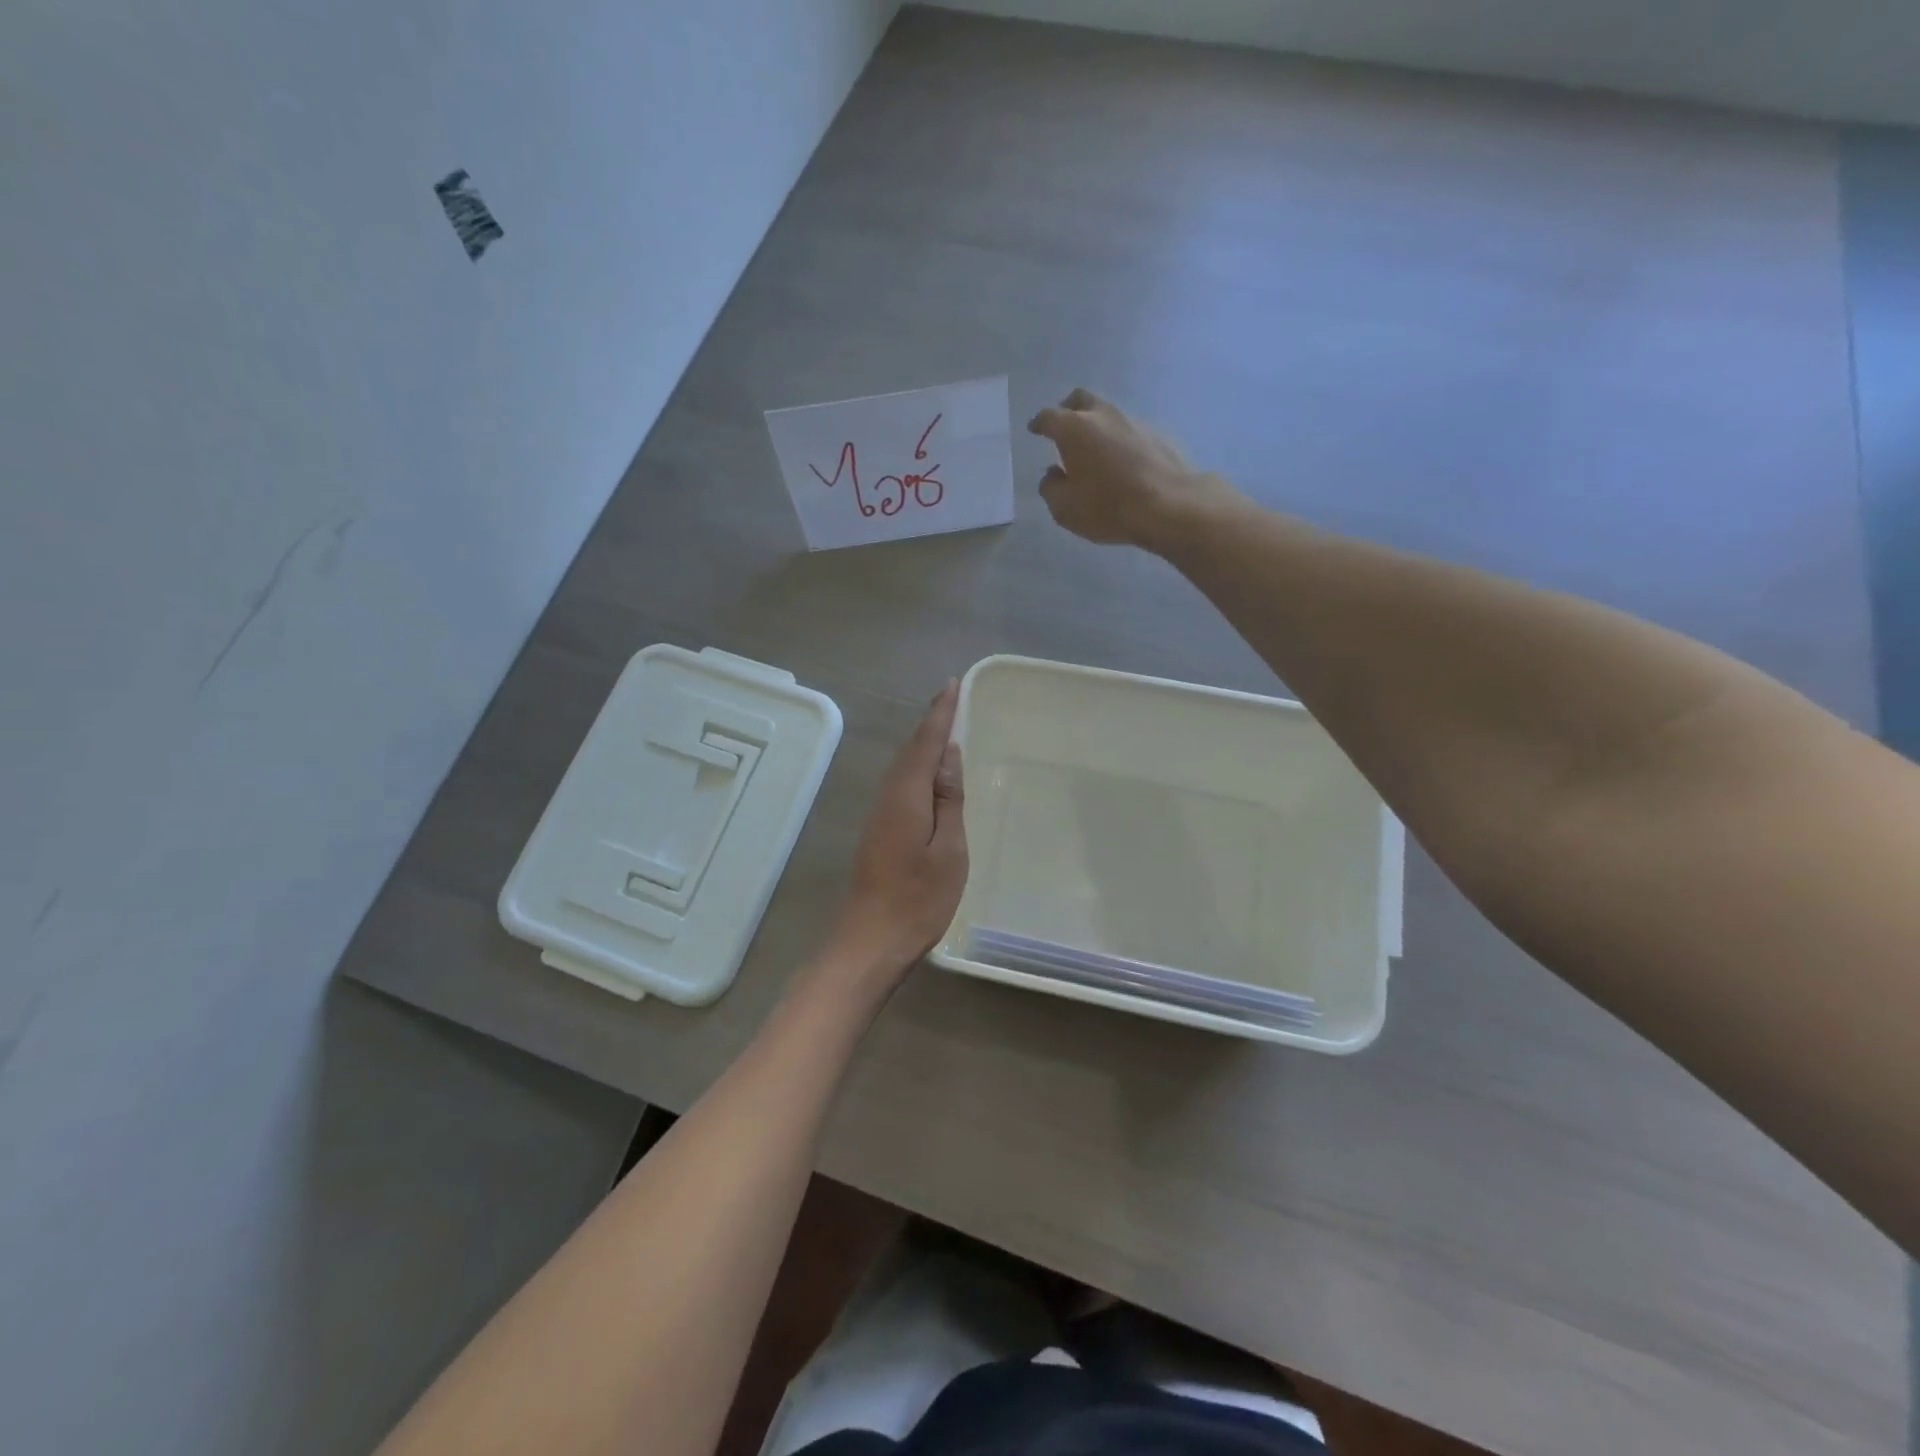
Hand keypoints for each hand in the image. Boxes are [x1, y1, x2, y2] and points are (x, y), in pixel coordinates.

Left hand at [830, 682, 967, 979]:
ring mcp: (880, 815)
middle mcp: (888, 798)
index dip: (940, 714)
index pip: (926, 744)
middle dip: (931, 723)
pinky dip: (917, 767)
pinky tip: (929, 773)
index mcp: (907, 797)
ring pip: (903, 767)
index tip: (952, 685)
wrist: (871, 940)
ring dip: (923, 744)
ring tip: (944, 726)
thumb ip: (949, 799)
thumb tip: (949, 753)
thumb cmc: (919, 899)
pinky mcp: (879, 831)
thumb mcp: (949, 850)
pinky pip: (901, 784)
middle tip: (952, 699)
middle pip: (910, 751)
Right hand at [1027, 388, 1236, 550]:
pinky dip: (1120, 440)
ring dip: (1097, 426)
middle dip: (1068, 409)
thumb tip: (1052, 473)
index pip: (1049, 417)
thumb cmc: (1108, 507)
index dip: (1039, 423)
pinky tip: (1123, 462)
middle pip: (1081, 400)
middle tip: (1063, 425)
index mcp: (1074, 429)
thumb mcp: (1065, 508)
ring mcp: (1134, 421)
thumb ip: (1051, 488)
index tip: (1035, 429)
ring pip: (1108, 414)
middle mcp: (1104, 415)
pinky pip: (1130, 431)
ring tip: (1095, 449)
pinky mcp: (1158, 434)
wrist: (1170, 506)